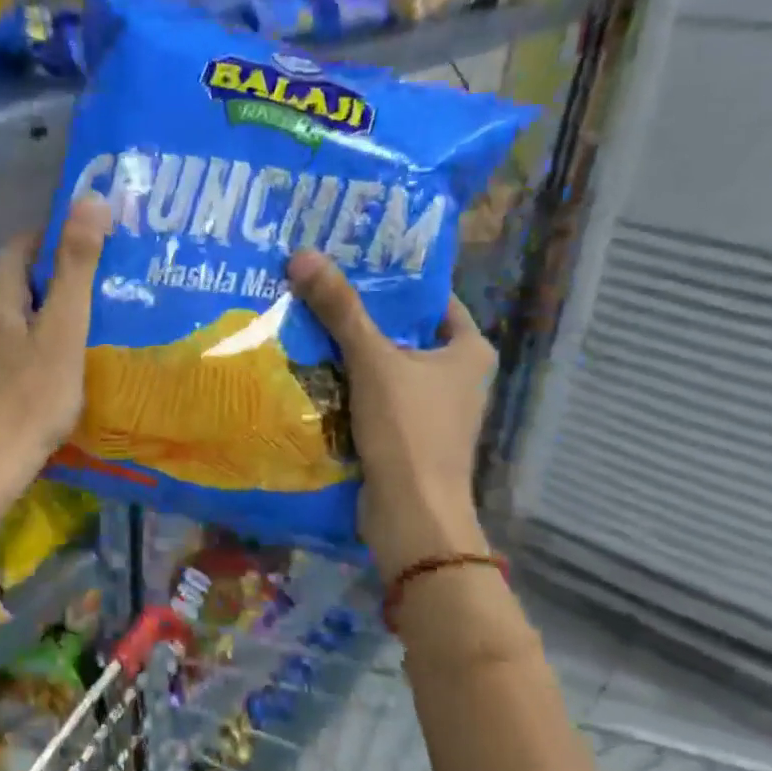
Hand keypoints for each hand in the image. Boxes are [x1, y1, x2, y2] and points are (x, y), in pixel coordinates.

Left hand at [0, 197, 111, 478]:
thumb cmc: (31, 398)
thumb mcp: (64, 330)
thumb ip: (77, 267)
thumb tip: (89, 198)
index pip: (25, 243)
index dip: (61, 241)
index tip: (97, 254)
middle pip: (15, 278)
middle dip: (53, 281)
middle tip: (98, 295)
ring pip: (5, 313)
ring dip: (38, 314)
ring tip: (78, 331)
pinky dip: (23, 343)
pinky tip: (45, 368)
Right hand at [287, 249, 493, 577]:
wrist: (411, 516)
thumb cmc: (408, 430)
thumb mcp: (374, 361)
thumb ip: (340, 310)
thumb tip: (302, 254)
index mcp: (468, 350)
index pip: (431, 299)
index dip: (393, 280)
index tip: (350, 262)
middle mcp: (455, 376)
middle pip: (401, 332)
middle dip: (359, 315)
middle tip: (315, 288)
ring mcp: (430, 409)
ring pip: (383, 366)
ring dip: (347, 352)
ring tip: (302, 320)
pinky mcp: (404, 435)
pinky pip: (372, 397)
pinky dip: (345, 386)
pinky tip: (308, 370)